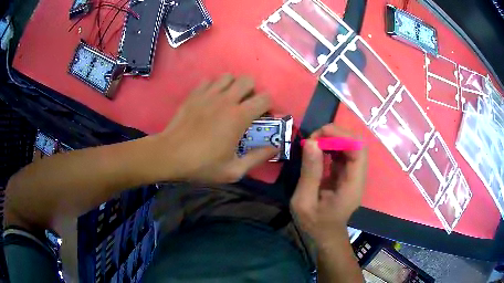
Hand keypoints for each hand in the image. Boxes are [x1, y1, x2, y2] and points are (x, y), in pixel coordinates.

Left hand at [157, 74, 277, 182]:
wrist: (170, 155)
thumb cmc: (202, 165)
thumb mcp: (234, 170)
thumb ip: (258, 157)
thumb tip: (275, 147)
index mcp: (239, 116)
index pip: (265, 98)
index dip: (269, 106)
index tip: (263, 118)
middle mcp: (226, 99)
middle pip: (248, 80)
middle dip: (252, 91)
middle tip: (246, 107)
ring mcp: (208, 94)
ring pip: (228, 76)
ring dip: (233, 86)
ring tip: (228, 101)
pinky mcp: (194, 94)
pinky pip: (209, 80)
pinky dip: (214, 86)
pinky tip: (211, 100)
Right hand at [291, 124, 366, 244]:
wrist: (326, 236)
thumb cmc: (315, 224)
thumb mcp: (304, 202)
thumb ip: (310, 173)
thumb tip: (311, 142)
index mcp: (352, 185)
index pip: (358, 150)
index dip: (341, 136)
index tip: (318, 135)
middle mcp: (358, 177)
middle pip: (357, 144)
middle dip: (336, 134)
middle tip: (313, 139)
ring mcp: (354, 175)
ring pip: (351, 146)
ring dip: (333, 139)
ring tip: (313, 143)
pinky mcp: (348, 174)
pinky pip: (344, 153)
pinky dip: (332, 146)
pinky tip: (318, 150)